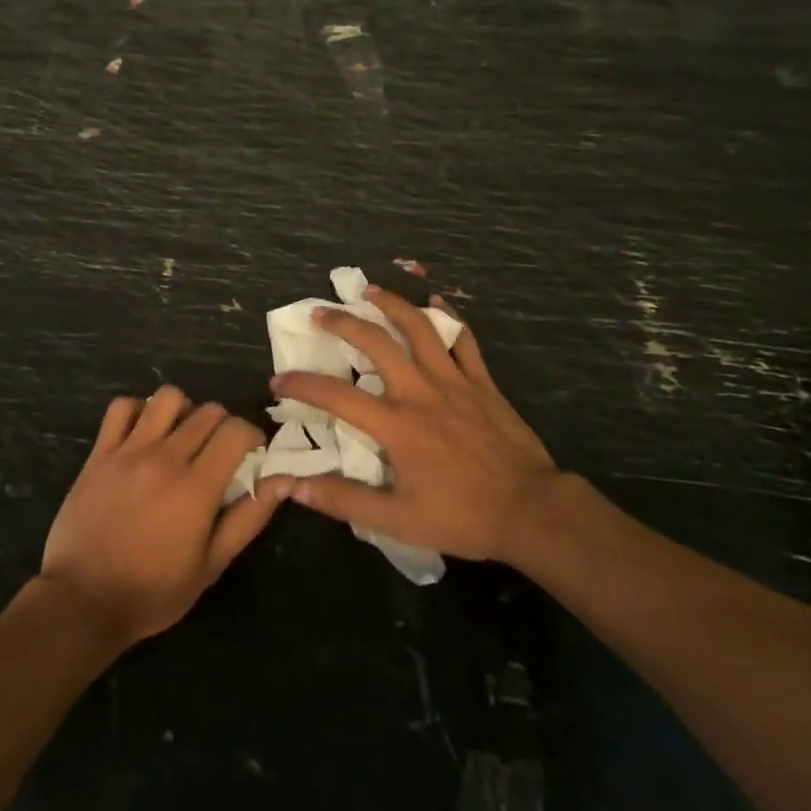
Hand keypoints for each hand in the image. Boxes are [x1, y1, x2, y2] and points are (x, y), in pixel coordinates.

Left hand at [39, 386, 289, 648]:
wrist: (82, 601)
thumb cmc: (153, 591)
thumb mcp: (211, 566)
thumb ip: (249, 518)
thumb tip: (282, 480)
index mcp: (197, 486)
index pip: (236, 430)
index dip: (251, 435)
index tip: (250, 453)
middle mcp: (165, 457)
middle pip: (207, 411)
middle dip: (223, 425)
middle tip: (218, 452)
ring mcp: (129, 451)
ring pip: (167, 398)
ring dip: (183, 411)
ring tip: (181, 436)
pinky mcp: (99, 452)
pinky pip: (122, 407)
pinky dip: (138, 411)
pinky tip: (143, 434)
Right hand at [271, 288, 558, 564]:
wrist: (531, 510)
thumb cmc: (462, 516)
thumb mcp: (397, 520)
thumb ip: (342, 500)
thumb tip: (291, 486)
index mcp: (396, 424)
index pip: (335, 396)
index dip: (301, 384)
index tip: (278, 380)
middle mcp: (420, 390)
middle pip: (375, 342)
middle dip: (342, 322)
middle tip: (319, 313)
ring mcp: (454, 381)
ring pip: (419, 327)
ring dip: (391, 304)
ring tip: (371, 291)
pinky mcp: (482, 382)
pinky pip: (464, 339)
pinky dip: (448, 318)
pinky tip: (437, 302)